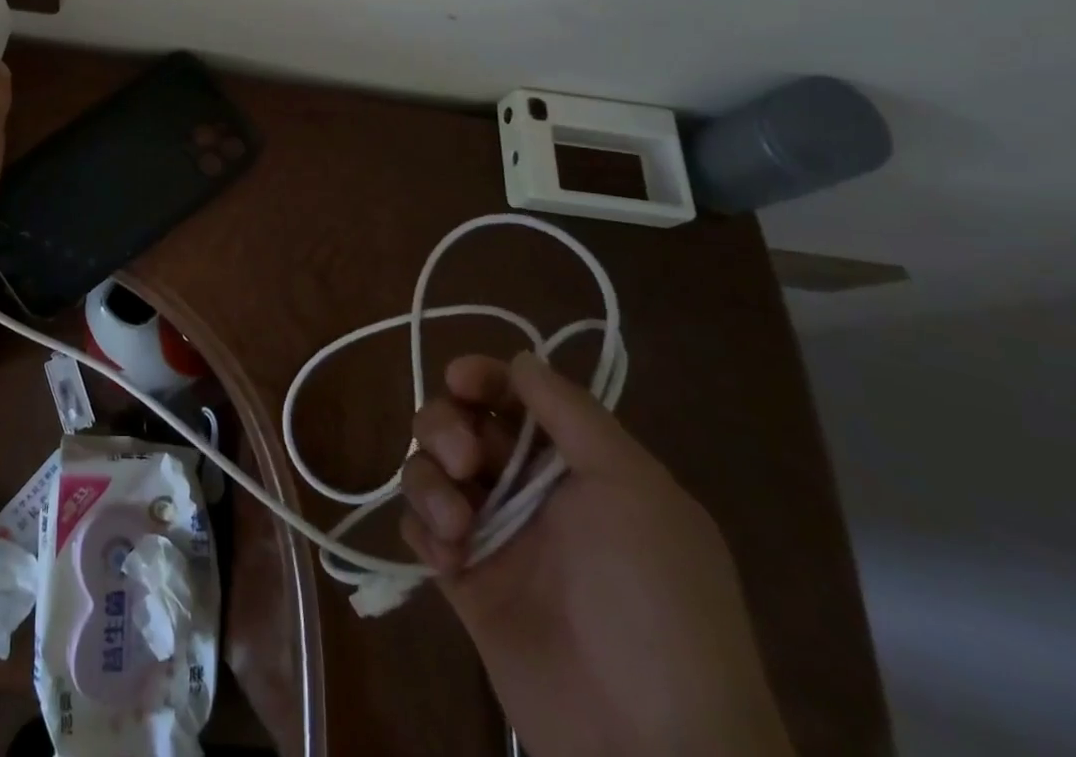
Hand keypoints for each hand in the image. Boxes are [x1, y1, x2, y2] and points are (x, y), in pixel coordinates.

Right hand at [399, 352, 793, 756]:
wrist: (653, 745)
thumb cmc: (655, 601)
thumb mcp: (633, 490)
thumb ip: (572, 414)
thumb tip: (520, 357)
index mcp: (576, 465)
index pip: (514, 394)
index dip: (482, 377)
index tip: (461, 381)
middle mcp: (530, 489)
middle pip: (460, 422)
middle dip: (447, 426)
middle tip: (464, 462)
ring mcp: (494, 535)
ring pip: (430, 468)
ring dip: (429, 479)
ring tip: (457, 527)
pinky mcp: (463, 580)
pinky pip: (420, 527)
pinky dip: (423, 529)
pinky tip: (450, 559)